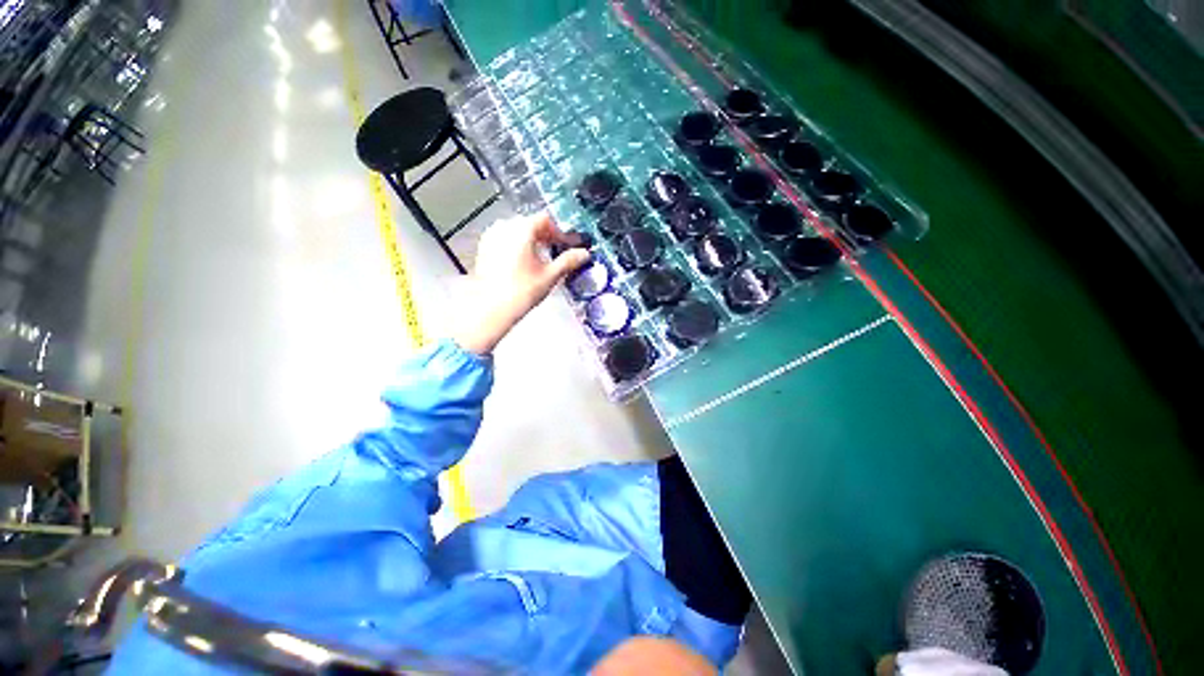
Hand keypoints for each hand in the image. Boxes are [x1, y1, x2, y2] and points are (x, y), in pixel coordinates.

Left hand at [455, 213, 589, 354]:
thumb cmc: (520, 292)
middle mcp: (504, 227)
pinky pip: (505, 239)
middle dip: (547, 235)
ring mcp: (491, 237)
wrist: (491, 309)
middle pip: (531, 223)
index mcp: (522, 229)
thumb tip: (584, 254)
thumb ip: (568, 261)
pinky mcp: (484, 249)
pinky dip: (517, 245)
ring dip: (532, 240)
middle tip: (558, 249)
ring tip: (542, 257)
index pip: (546, 220)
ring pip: (517, 231)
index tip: (568, 243)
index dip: (560, 231)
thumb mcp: (550, 276)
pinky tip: (524, 262)